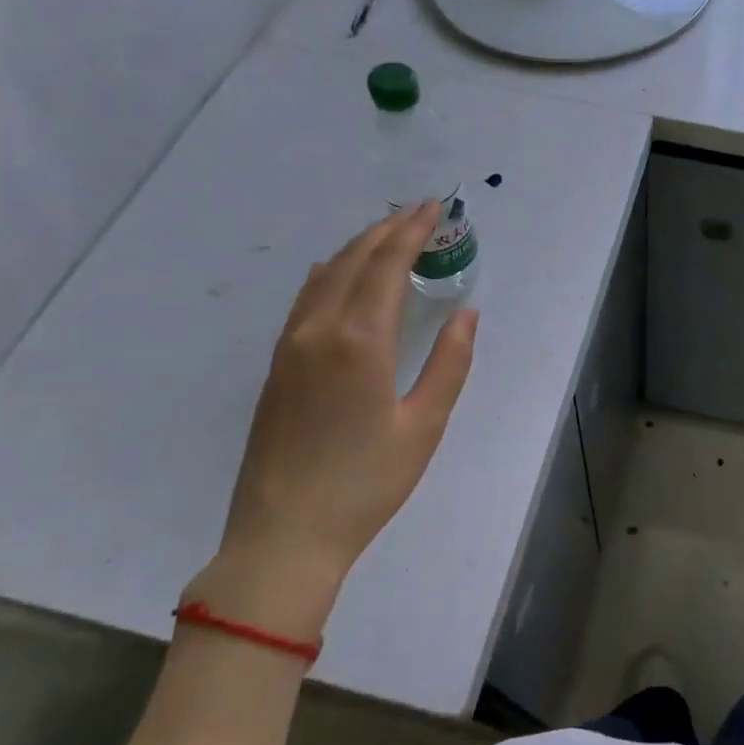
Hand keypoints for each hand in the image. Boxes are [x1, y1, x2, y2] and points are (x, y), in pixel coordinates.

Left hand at [187, 203, 478, 632]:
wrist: (284, 536)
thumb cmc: (366, 484)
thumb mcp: (424, 426)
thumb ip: (450, 363)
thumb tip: (466, 313)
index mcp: (361, 341)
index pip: (387, 264)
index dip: (413, 231)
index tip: (435, 208)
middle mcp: (320, 330)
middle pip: (355, 260)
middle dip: (389, 229)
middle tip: (420, 212)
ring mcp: (290, 346)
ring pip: (325, 275)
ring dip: (359, 247)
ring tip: (388, 234)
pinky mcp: (277, 365)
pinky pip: (306, 299)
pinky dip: (330, 273)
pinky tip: (337, 272)